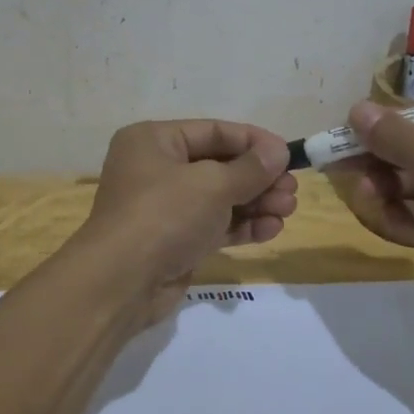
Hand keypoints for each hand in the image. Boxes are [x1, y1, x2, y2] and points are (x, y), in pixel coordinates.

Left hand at [76, 120, 296, 321]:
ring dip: (256, 203)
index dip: (254, 142)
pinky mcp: (175, 240)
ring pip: (220, 198)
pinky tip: (271, 230)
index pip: (213, 131)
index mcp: (154, 140)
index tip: (288, 154)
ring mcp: (165, 207)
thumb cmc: (164, 215)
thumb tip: (279, 151)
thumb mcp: (212, 184)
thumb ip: (250, 168)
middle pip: (219, 165)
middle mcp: (157, 168)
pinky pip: (215, 225)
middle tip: (292, 190)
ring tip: (288, 210)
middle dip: (259, 178)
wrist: (121, 283)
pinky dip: (242, 226)